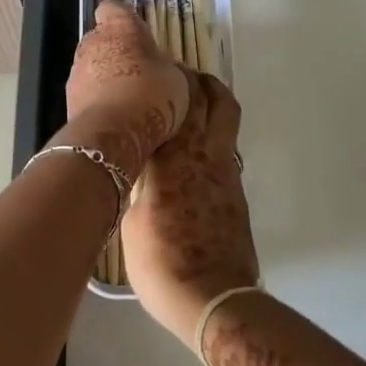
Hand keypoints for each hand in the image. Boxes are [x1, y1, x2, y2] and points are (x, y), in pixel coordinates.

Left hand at [61, 0, 190, 180]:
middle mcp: (92, 41)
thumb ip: (163, 66)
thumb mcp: (175, 78)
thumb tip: (160, 69)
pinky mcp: (68, 98)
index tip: (138, 32)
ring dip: (106, 76)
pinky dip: (98, 99)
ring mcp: (76, 70)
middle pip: (102, 38)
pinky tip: (117, 117)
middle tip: (140, 70)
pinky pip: (87, 92)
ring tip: (129, 99)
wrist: (113, 134)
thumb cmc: (151, 95)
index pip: (114, 7)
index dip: (124, 18)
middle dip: (117, 50)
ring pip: (92, 65)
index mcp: (120, 27)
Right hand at [124, 72, 259, 347]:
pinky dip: (212, 139)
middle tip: (181, 76)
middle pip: (216, 99)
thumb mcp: (129, 219)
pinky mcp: (236, 194)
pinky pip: (225, 150)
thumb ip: (137, 184)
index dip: (171, 78)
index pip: (177, 101)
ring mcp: (226, 173)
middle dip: (201, 81)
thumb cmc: (161, 261)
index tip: (159, 66)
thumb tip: (138, 171)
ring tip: (188, 108)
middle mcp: (206, 154)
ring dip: (212, 105)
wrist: (212, 298)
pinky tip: (192, 155)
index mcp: (176, 155)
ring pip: (227, 122)